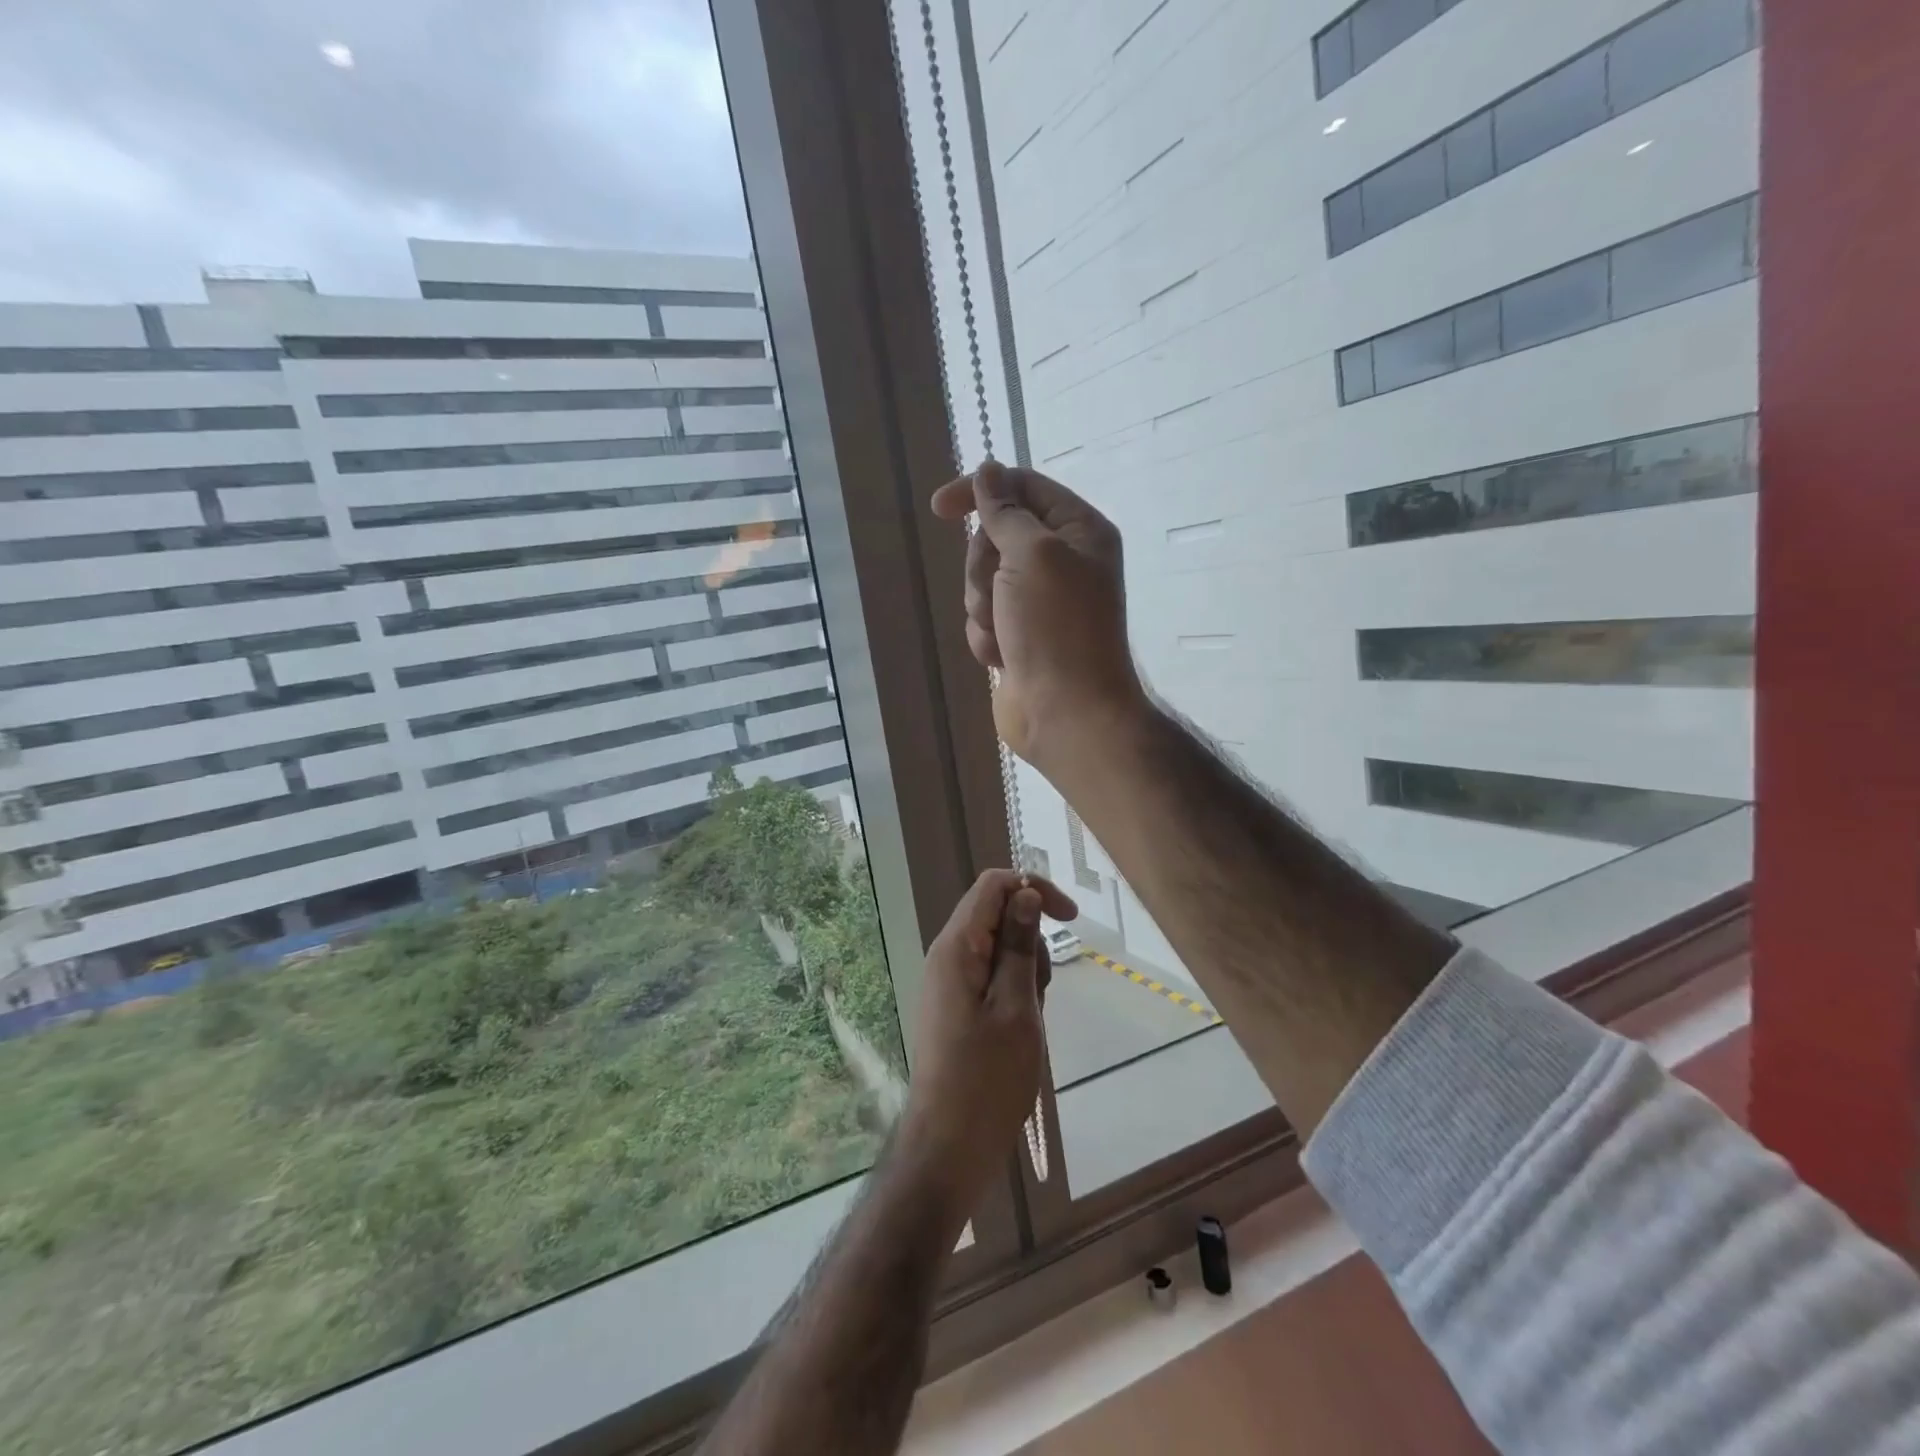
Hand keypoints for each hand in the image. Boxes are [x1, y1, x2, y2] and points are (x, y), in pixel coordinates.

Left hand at [896, 870, 1077, 1218]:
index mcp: (956, 947)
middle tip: (1040, 993)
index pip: (993, 885)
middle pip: (997, 915)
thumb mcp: (1016, 1007)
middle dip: (1031, 942)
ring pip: (998, 949)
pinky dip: (1014, 991)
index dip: (1033, 889)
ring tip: (1029, 1019)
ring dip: (1025, 972)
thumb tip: (1025, 894)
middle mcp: (947, 955)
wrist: (949, 1145)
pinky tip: (1020, 1029)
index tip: (1071, 919)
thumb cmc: (988, 1078)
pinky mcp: (955, 1005)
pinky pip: (991, 977)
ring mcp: (949, 981)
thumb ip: (1019, 946)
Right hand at [930, 461, 1145, 775]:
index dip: (981, 491)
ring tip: (1005, 633)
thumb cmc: (1057, 629)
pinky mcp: (1019, 636)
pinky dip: (986, 638)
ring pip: (982, 581)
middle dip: (984, 567)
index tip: (939, 508)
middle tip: (999, 592)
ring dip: (984, 607)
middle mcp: (1061, 561)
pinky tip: (1004, 658)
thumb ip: (1006, 511)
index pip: (1023, 488)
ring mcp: (1038, 602)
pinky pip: (982, 619)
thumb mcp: (1033, 554)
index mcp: (1078, 531)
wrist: (1067, 714)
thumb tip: (988, 471)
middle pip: (995, 537)